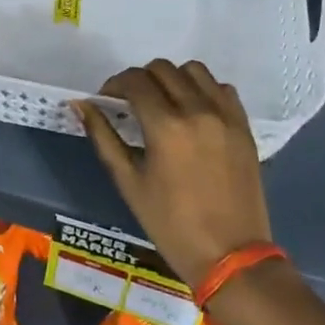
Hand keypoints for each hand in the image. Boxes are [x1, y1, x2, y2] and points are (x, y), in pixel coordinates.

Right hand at [75, 60, 274, 289]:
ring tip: (164, 102)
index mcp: (165, 126)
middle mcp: (197, 111)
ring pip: (194, 70)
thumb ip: (103, 137)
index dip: (115, 84)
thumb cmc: (171, 224)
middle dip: (140, 79)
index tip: (107, 99)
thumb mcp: (129, 182)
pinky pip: (222, 89)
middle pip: (162, 69)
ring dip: (173, 78)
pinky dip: (204, 90)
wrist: (230, 256)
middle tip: (132, 102)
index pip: (135, 81)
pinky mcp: (244, 127)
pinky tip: (194, 111)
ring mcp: (225, 116)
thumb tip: (80, 104)